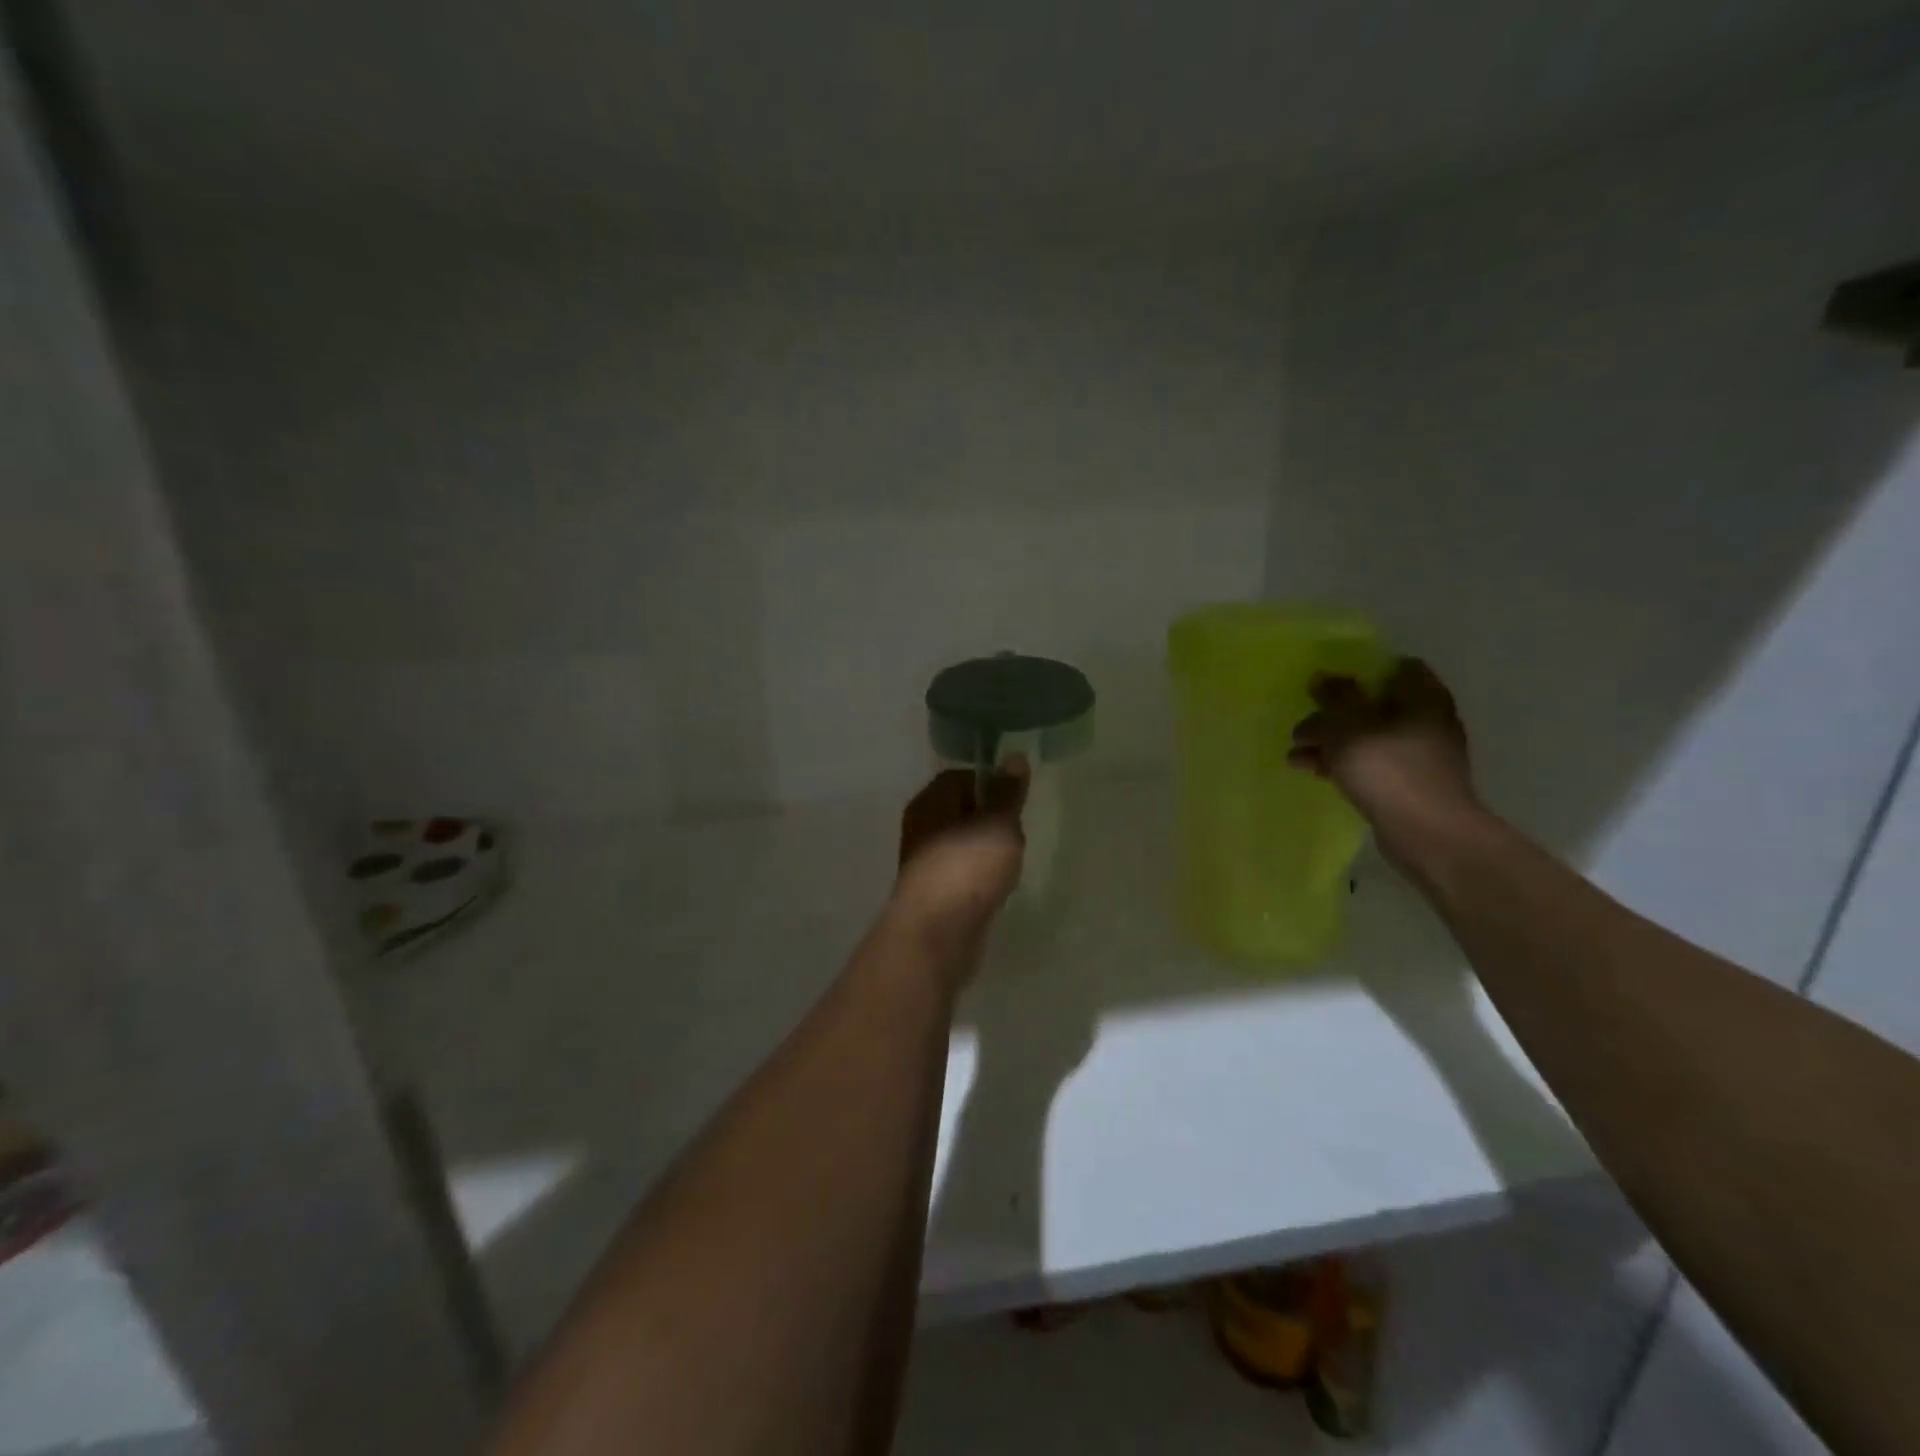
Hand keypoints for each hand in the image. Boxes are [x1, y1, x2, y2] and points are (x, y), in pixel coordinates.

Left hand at [888, 760, 1028, 968]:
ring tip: (1007, 865)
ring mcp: (924, 862)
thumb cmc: (968, 867)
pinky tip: (994, 890)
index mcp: (930, 801)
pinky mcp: (932, 893)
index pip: (961, 777)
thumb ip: (1008, 792)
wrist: (937, 933)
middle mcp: (921, 826)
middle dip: (991, 821)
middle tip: (1015, 835)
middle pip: (961, 811)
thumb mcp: (999, 823)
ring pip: (961, 844)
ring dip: (985, 852)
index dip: (991, 784)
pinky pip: (960, 873)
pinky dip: (977, 878)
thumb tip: (1014, 757)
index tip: (1016, 802)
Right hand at [1289, 658, 1477, 859]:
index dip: (1362, 670)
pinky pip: (1370, 764)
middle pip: (1376, 705)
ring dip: (1332, 742)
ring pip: (1368, 737)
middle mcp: (1427, 721)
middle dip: (1336, 713)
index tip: (1330, 681)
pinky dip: (1342, 764)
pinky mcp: (1408, 785)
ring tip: (1295, 753)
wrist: (1427, 833)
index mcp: (1423, 698)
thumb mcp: (1349, 726)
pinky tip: (1311, 771)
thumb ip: (1334, 698)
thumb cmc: (1389, 769)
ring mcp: (1420, 756)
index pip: (1398, 667)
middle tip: (1304, 722)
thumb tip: (1322, 676)